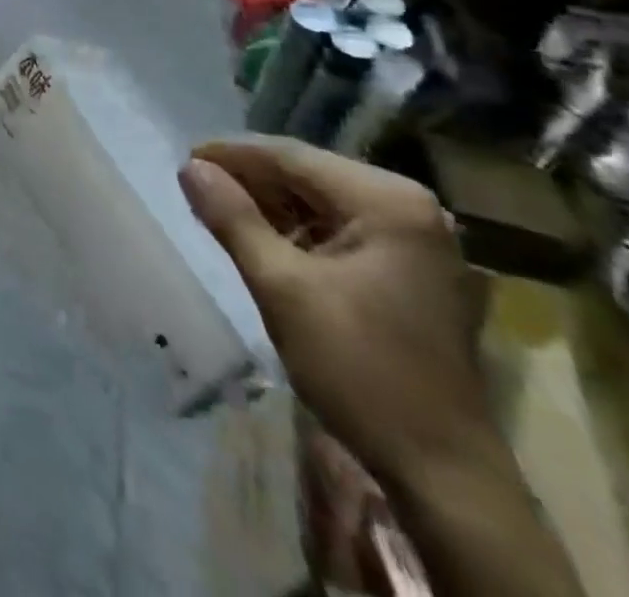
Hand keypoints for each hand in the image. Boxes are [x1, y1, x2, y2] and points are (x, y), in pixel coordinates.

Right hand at [180, 137, 492, 488]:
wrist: (443, 474)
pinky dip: (298, 229)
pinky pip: (341, 227)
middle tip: (197, 184)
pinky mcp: (411, 268)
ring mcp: (415, 238)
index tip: (185, 157)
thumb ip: (233, 219)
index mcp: (388, 201)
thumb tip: (190, 168)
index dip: (233, 154)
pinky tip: (263, 238)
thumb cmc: (360, 370)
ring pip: (322, 200)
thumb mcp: (282, 289)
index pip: (293, 157)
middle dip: (251, 178)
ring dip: (271, 204)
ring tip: (220, 208)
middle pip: (309, 174)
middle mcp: (409, 206)